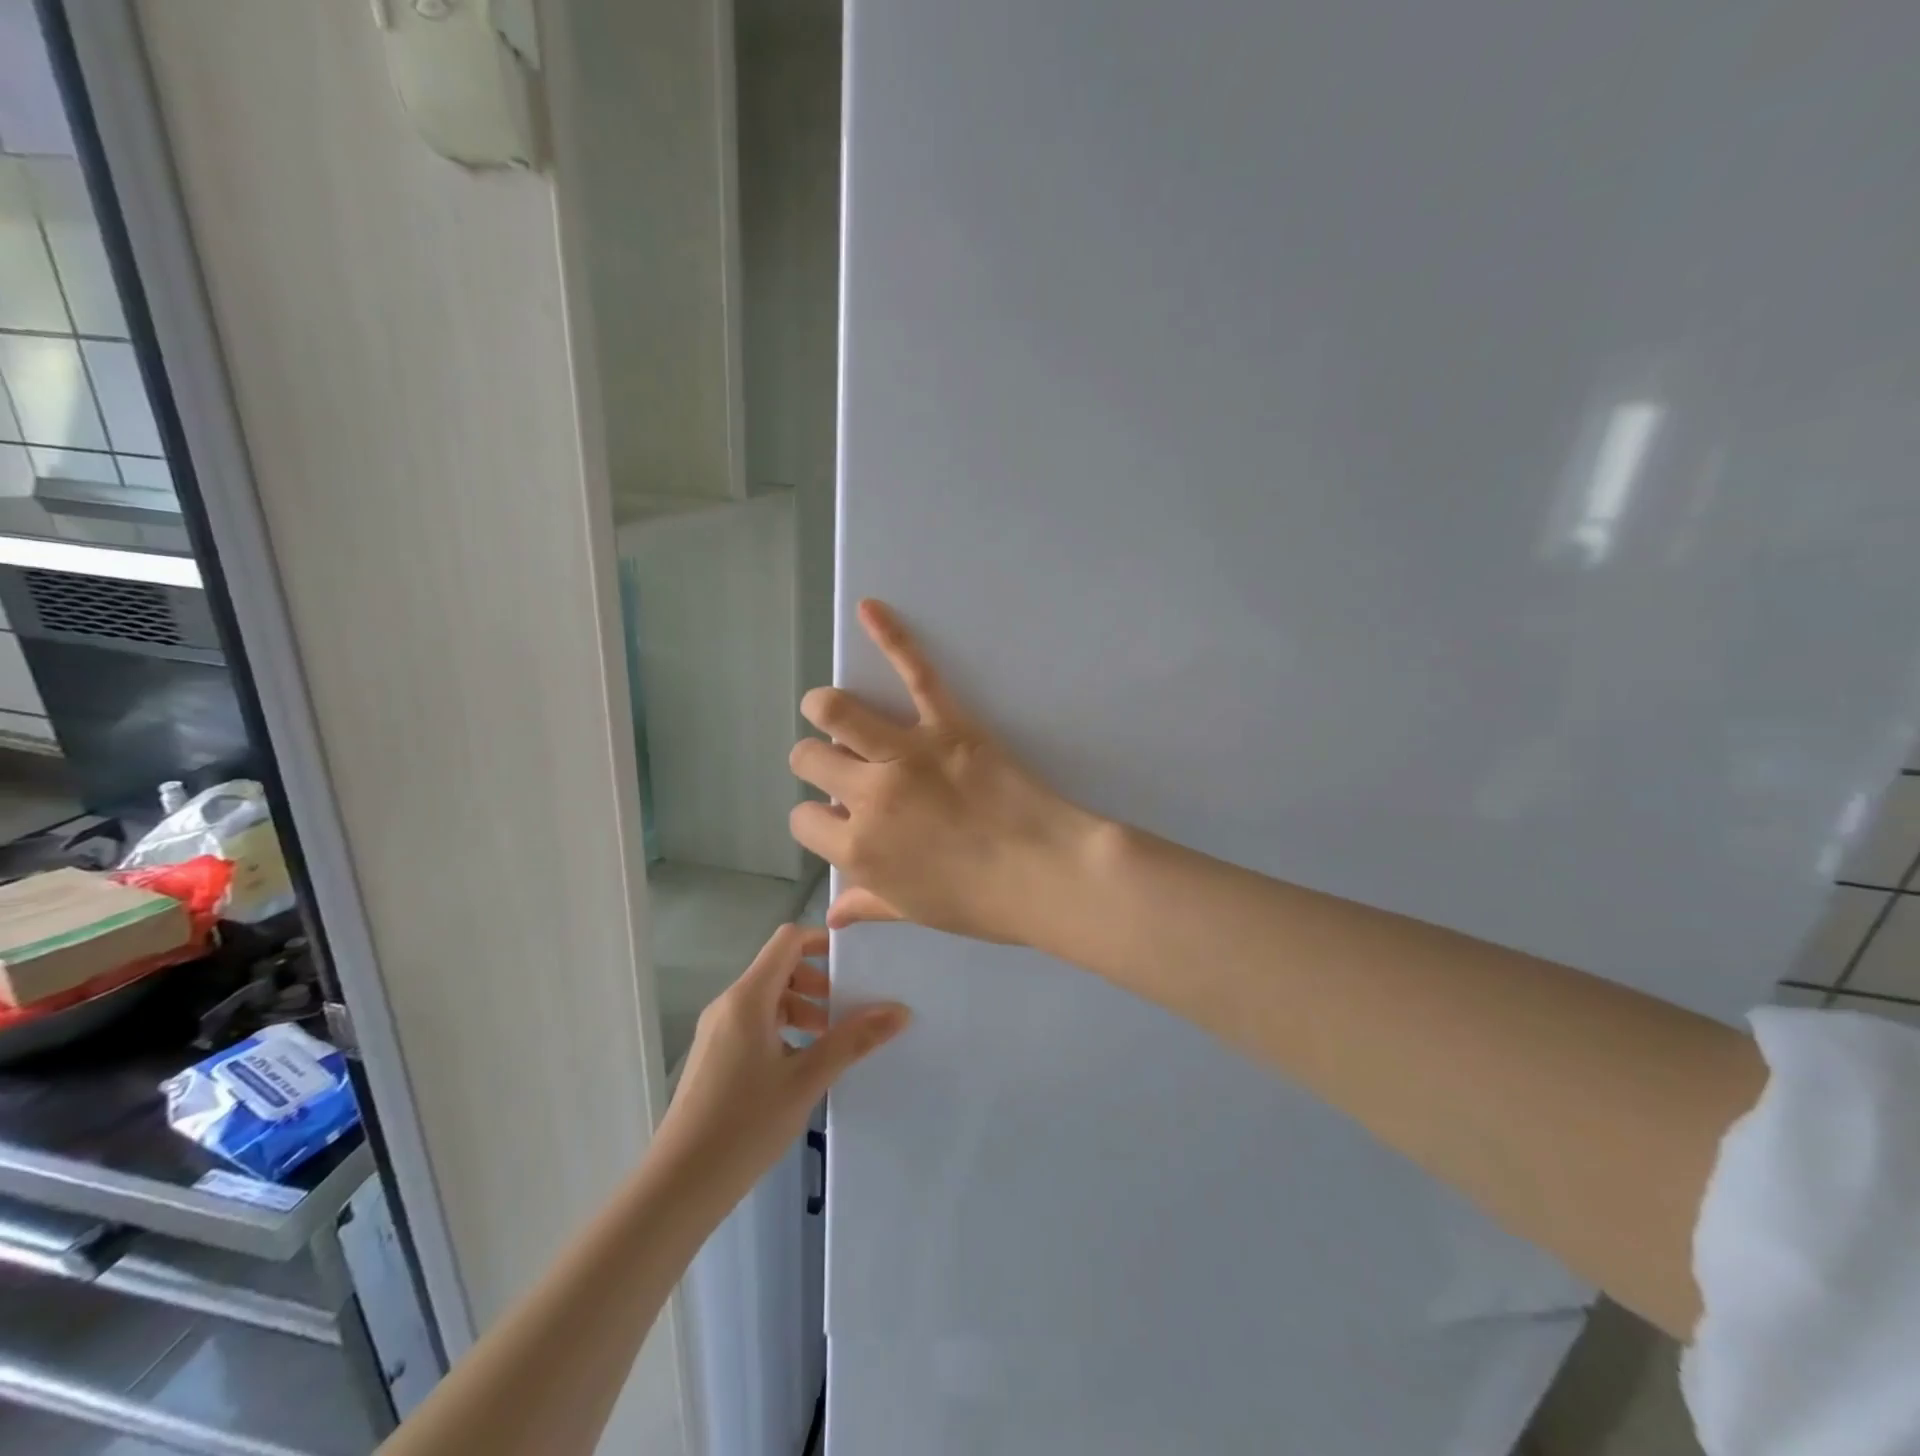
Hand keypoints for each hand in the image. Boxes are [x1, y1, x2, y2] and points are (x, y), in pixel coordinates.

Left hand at [654, 925, 907, 1197]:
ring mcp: (717, 1031)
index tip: (856, 962)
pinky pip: (755, 1024)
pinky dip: (784, 1030)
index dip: (822, 941)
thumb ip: (853, 1040)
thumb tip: (900, 1010)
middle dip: (818, 983)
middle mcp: (729, 1004)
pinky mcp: (714, 1056)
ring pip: (768, 999)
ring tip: (832, 1043)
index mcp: (748, 998)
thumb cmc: (745, 1124)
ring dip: (803, 1010)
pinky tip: (803, 1068)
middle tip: (849, 1011)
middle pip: (780, 968)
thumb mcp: (807, 1080)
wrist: (678, 1186)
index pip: (788, 940)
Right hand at [788, 599, 1105, 947]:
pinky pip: (914, 672)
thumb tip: (830, 916)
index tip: (840, 819)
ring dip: (826, 708)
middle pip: (809, 759)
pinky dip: (891, 636)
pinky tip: (871, 608)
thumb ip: (867, 904)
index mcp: (857, 849)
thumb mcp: (914, 911)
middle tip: (841, 765)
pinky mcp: (948, 725)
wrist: (1048, 874)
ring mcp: (905, 754)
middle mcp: (867, 796)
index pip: (803, 820)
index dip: (818, 818)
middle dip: (815, 761)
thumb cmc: (982, 903)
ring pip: (835, 711)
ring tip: (834, 710)